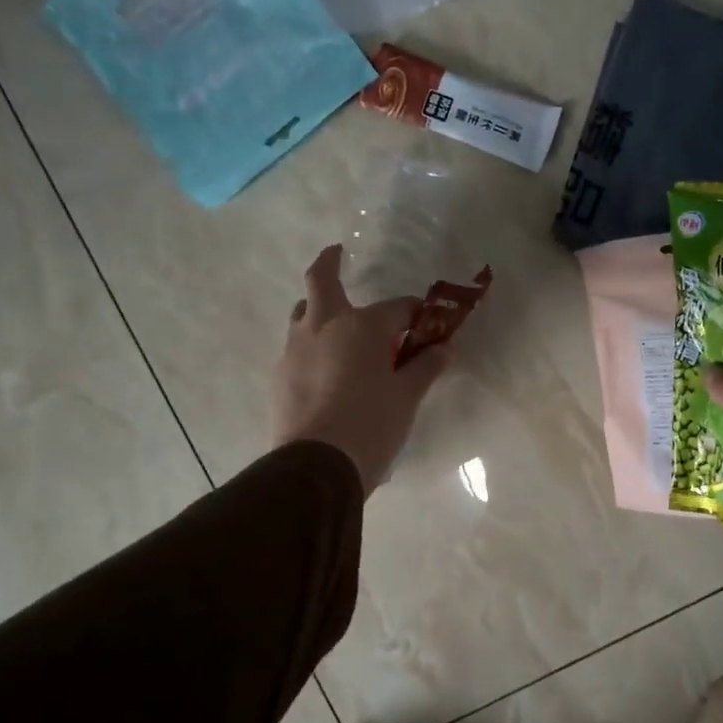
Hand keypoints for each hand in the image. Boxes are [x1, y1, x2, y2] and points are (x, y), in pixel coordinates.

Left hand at [270, 245, 449, 491]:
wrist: (316, 467)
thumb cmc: (371, 425)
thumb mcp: (407, 397)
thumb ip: (425, 368)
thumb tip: (443, 350)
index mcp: (361, 326)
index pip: (397, 308)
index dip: (416, 313)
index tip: (429, 324)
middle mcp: (322, 327)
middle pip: (321, 281)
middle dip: (330, 263)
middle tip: (338, 255)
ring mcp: (295, 350)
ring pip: (304, 314)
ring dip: (319, 310)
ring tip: (339, 328)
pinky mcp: (280, 377)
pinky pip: (297, 348)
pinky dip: (313, 347)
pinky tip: (327, 370)